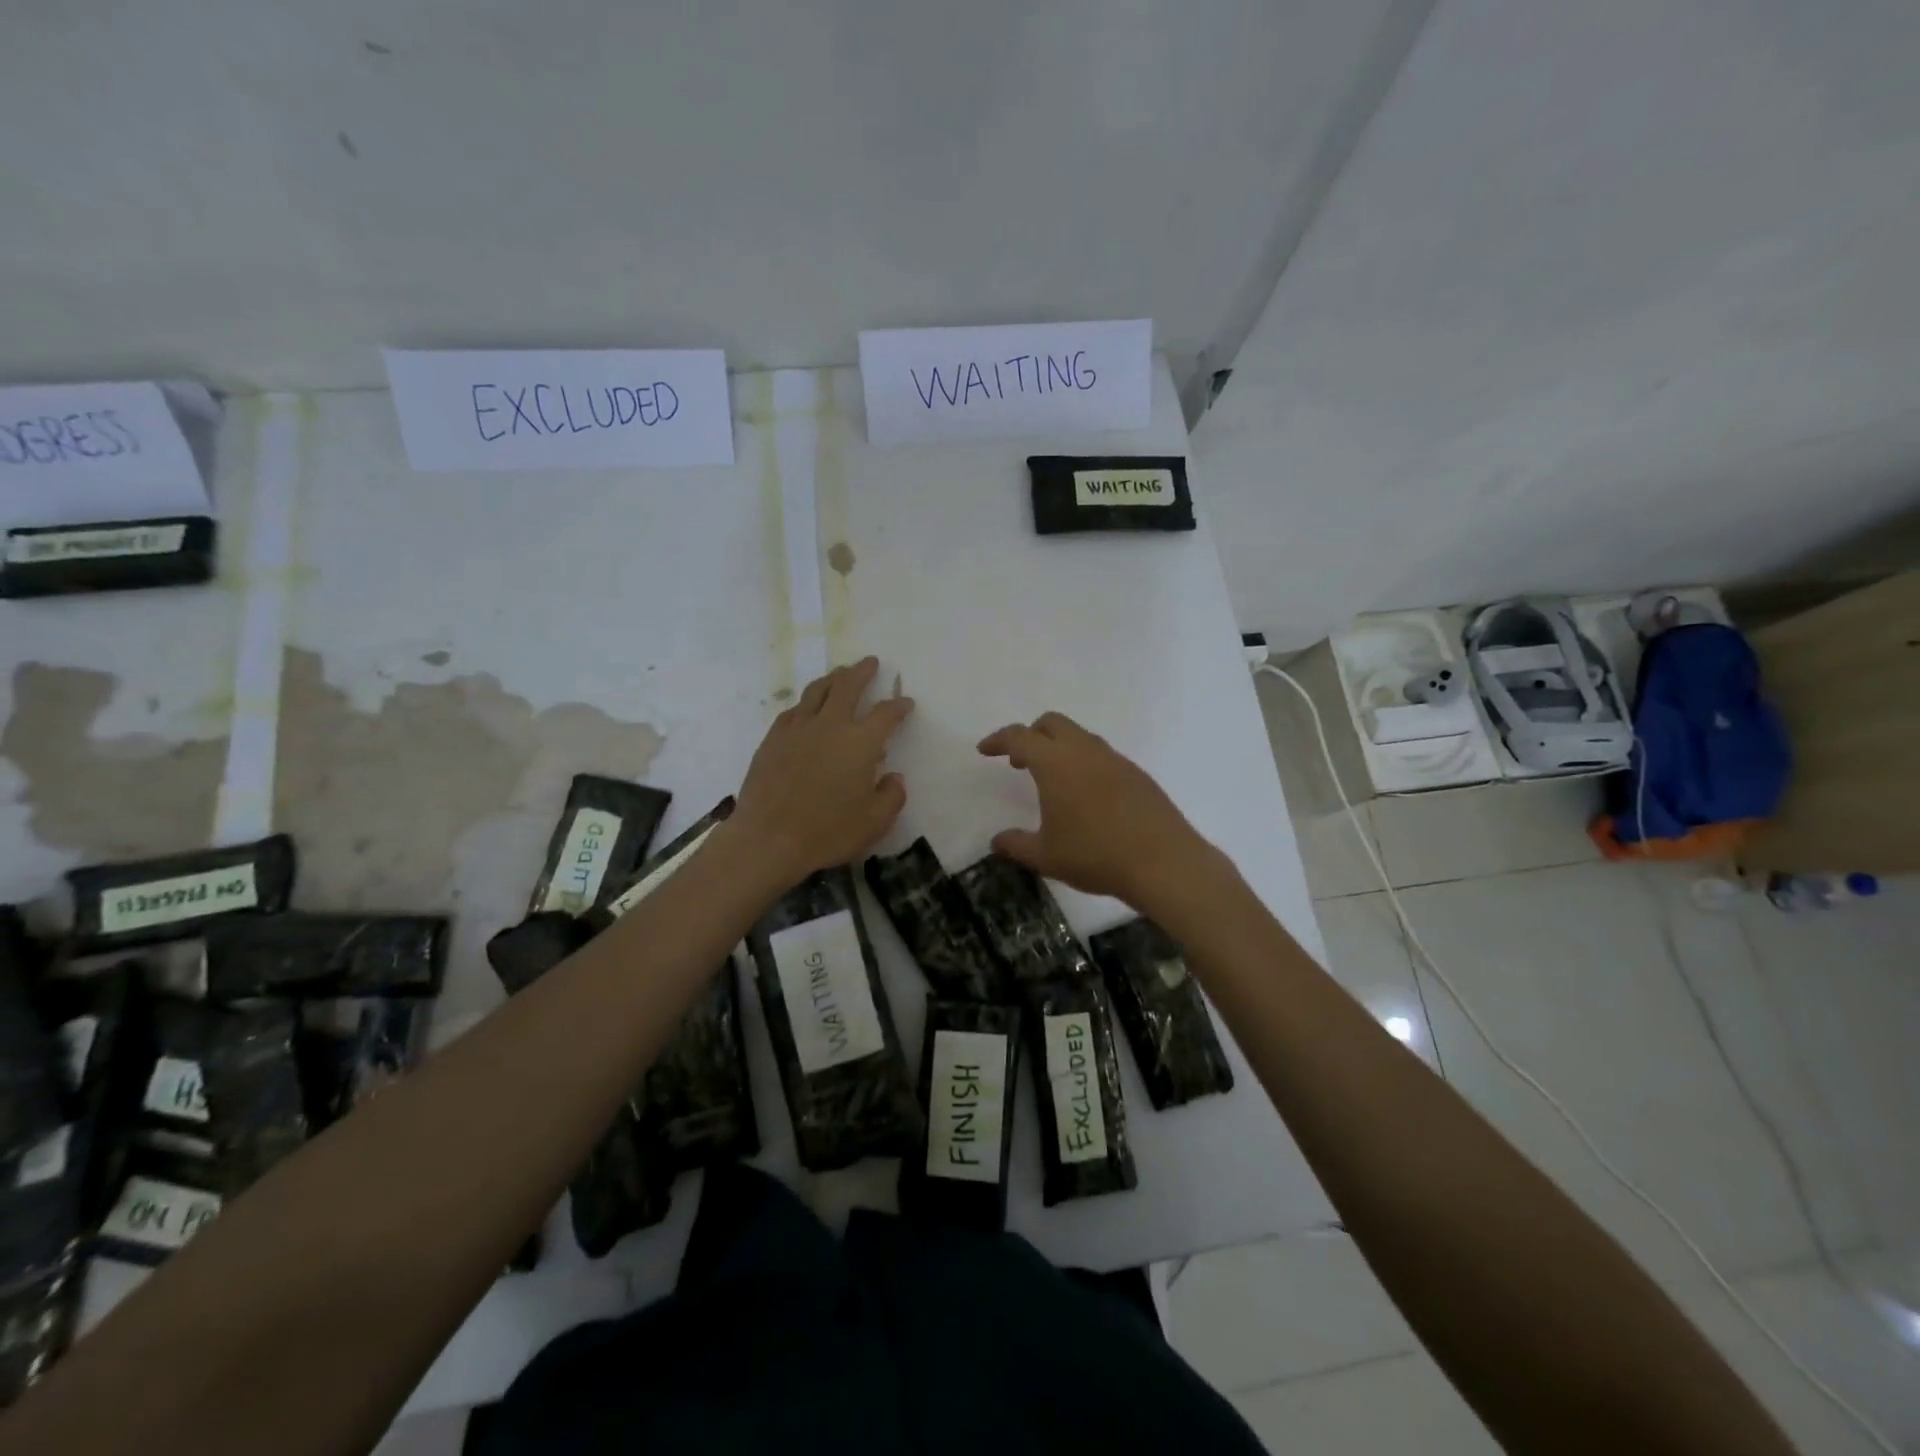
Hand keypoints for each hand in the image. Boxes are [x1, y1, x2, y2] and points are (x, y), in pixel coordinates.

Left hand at [732, 658, 913, 884]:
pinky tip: (807, 708)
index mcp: (860, 743)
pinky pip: (794, 710)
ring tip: (840, 674)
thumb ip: (891, 796)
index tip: (906, 703)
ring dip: (833, 678)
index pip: (886, 714)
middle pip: (848, 686)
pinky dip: (807, 702)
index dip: (899, 706)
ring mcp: (798, 728)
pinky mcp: (773, 739)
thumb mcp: (875, 823)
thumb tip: (893, 777)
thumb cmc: (827, 832)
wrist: (768, 838)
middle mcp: (830, 725)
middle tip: (870, 663)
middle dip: (862, 672)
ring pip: (817, 691)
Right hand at [977, 712, 1209, 905]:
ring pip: (1080, 737)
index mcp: (1056, 763)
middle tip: (1019, 762)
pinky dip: (1084, 763)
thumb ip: (1016, 845)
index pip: (1020, 737)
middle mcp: (1085, 751)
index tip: (985, 750)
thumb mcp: (1046, 856)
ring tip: (1052, 782)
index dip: (998, 740)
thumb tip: (997, 842)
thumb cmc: (1095, 855)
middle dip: (1031, 735)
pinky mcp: (1137, 774)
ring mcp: (1115, 760)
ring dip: (1059, 748)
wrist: (1163, 862)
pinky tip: (1087, 796)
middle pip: (1052, 723)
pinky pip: (1102, 755)